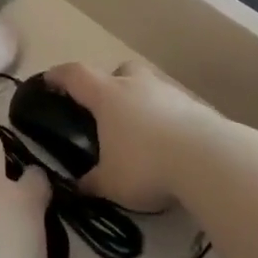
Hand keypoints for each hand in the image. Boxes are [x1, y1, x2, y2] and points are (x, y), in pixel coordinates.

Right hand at [45, 61, 227, 212]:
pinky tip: (169, 143)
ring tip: (140, 131)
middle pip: (118, 70)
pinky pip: (173, 106)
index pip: (75, 75)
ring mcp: (169, 92)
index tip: (49, 80)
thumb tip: (78, 187)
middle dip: (110, 83)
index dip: (59, 76)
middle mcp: (136, 85)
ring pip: (149, 85)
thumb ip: (92, 182)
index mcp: (107, 96)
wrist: (208, 160)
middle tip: (106, 109)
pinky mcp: (197, 107)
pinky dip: (166, 118)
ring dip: (141, 100)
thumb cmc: (146, 164)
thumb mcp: (111, 182)